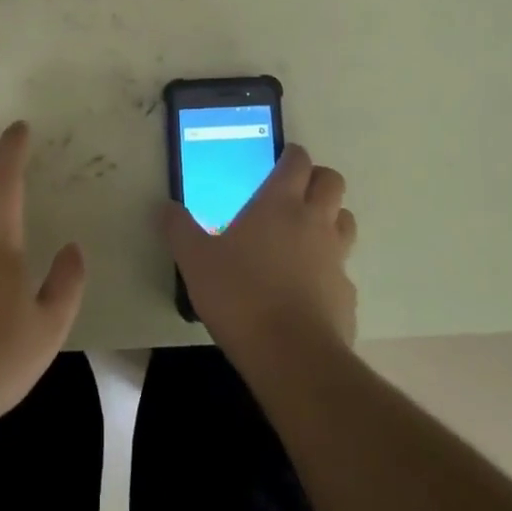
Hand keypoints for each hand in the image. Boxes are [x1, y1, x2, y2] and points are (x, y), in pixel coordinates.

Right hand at [163, 145, 357, 368]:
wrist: (291, 355)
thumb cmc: (240, 295)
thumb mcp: (195, 261)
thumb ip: (179, 230)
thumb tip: (165, 207)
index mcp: (279, 204)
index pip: (297, 161)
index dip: (291, 154)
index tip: (280, 158)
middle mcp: (314, 221)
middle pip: (331, 182)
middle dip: (317, 179)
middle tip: (294, 192)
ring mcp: (336, 257)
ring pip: (345, 220)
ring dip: (330, 218)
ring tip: (305, 234)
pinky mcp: (346, 293)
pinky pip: (342, 268)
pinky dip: (329, 268)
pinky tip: (308, 287)